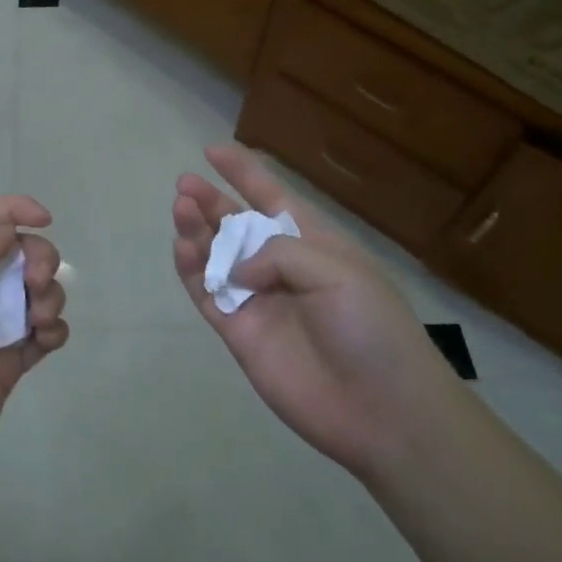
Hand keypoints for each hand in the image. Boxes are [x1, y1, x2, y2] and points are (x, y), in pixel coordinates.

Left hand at [0, 197, 69, 507]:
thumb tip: (10, 230)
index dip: (13, 210)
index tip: (45, 219)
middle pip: (18, 254)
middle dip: (38, 257)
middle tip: (38, 281)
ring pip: (36, 293)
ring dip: (49, 295)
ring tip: (39, 320)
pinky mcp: (9, 363)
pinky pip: (44, 334)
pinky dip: (54, 329)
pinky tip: (46, 339)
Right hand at [172, 144, 455, 472]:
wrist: (381, 410)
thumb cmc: (371, 328)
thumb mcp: (337, 270)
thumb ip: (278, 253)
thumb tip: (237, 268)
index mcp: (313, 244)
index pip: (273, 198)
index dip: (245, 172)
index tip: (214, 151)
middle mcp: (281, 268)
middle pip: (236, 225)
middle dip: (211, 201)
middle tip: (185, 185)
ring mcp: (257, 300)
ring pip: (216, 256)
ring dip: (197, 231)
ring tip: (181, 209)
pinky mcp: (239, 332)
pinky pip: (207, 294)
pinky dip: (192, 270)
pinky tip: (182, 248)